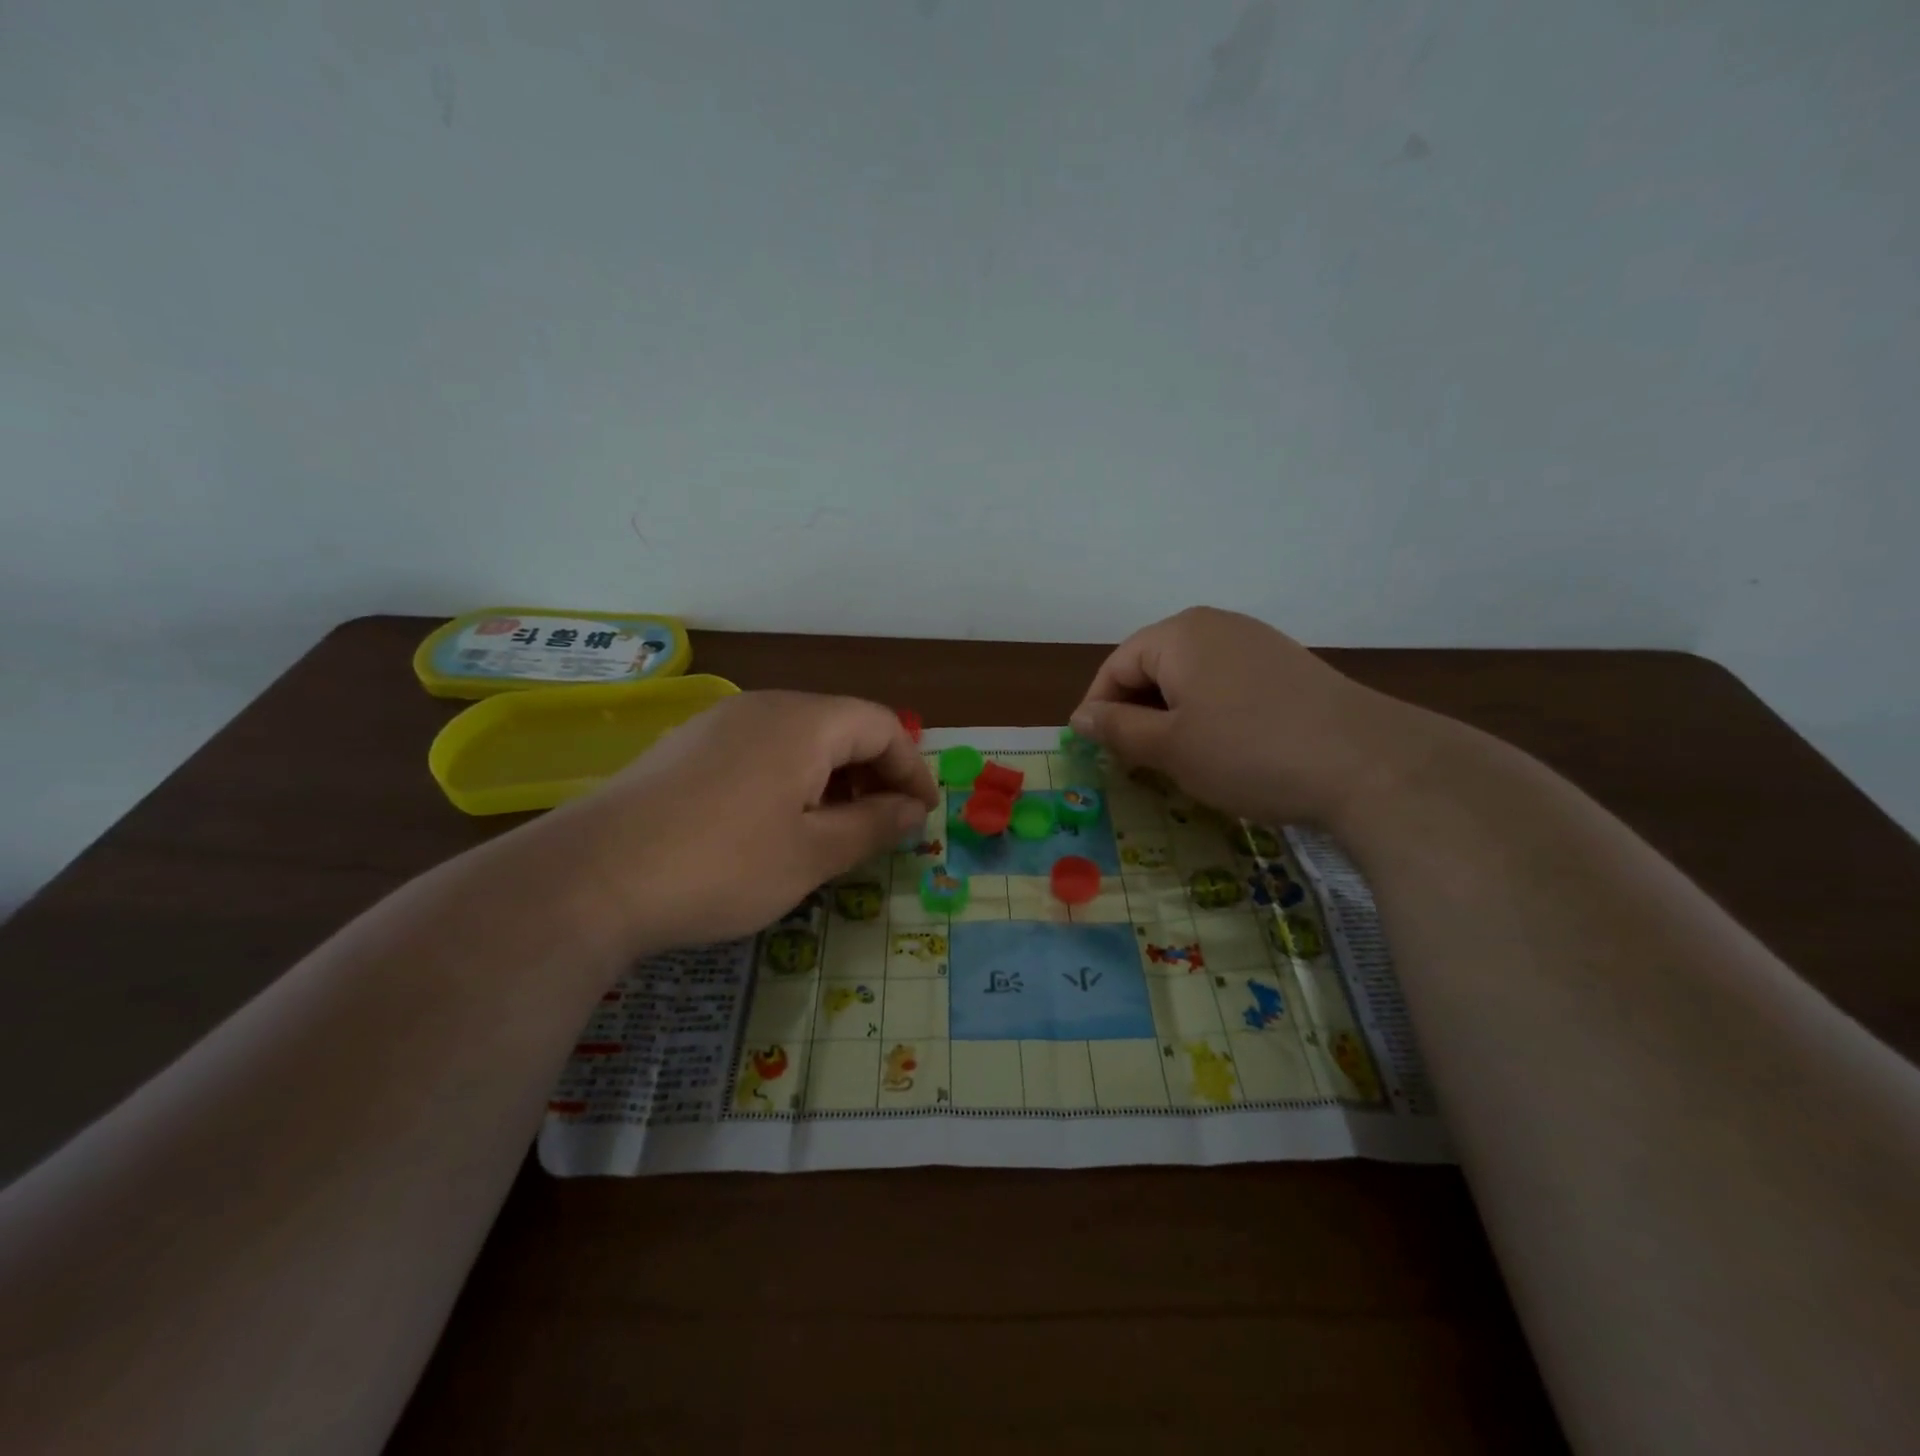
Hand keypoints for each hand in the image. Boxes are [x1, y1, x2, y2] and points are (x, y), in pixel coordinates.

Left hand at [531, 691, 936, 956]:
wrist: (590, 878)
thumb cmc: (721, 865)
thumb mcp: (812, 854)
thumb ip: (872, 825)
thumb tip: (912, 810)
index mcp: (805, 722)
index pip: (883, 727)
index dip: (912, 769)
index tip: (922, 816)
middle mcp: (764, 707)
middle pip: (842, 727)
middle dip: (874, 774)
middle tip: (882, 827)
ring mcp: (719, 723)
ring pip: (799, 740)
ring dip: (832, 779)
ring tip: (834, 831)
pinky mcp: (687, 747)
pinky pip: (761, 751)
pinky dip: (790, 780)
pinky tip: (777, 825)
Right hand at [1070, 607, 1429, 828]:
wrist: (1369, 764)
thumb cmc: (1249, 752)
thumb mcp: (1170, 747)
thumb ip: (1118, 729)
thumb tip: (1081, 716)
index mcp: (1180, 634)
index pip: (1116, 665)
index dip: (1099, 709)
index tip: (1097, 753)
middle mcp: (1216, 625)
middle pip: (1153, 666)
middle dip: (1136, 713)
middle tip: (1135, 763)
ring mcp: (1257, 643)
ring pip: (1190, 678)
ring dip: (1172, 716)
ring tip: (1177, 760)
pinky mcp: (1287, 667)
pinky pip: (1226, 684)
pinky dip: (1209, 714)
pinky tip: (1223, 749)